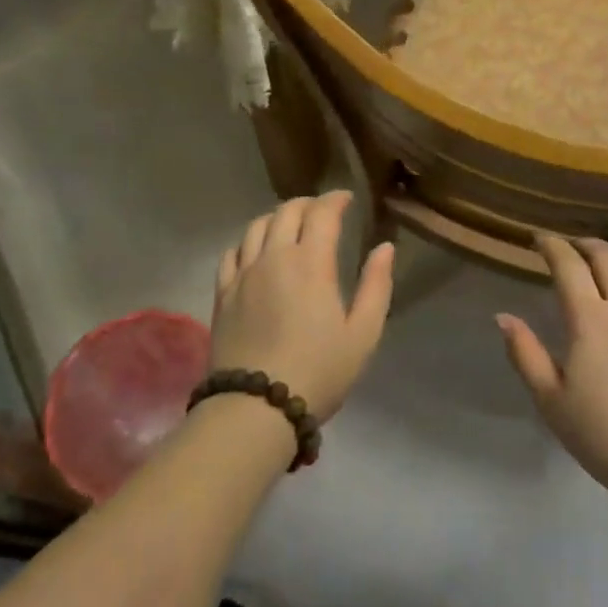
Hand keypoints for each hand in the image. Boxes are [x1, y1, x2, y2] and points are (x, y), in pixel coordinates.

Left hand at [212, 192, 394, 422]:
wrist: (255, 408)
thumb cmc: (319, 371)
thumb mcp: (363, 333)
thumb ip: (376, 285)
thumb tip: (384, 247)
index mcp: (311, 262)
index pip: (322, 212)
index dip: (336, 199)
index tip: (347, 198)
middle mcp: (274, 257)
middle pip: (286, 211)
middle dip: (308, 203)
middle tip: (323, 210)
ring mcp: (243, 273)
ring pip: (256, 226)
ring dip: (277, 217)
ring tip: (290, 225)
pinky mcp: (223, 293)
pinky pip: (232, 252)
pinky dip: (248, 241)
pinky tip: (256, 251)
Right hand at [497, 236, 607, 499]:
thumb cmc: (601, 434)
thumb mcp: (550, 399)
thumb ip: (525, 352)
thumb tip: (502, 316)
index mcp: (590, 319)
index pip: (569, 264)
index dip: (552, 245)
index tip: (539, 239)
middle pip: (607, 255)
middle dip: (585, 243)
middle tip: (570, 247)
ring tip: (602, 267)